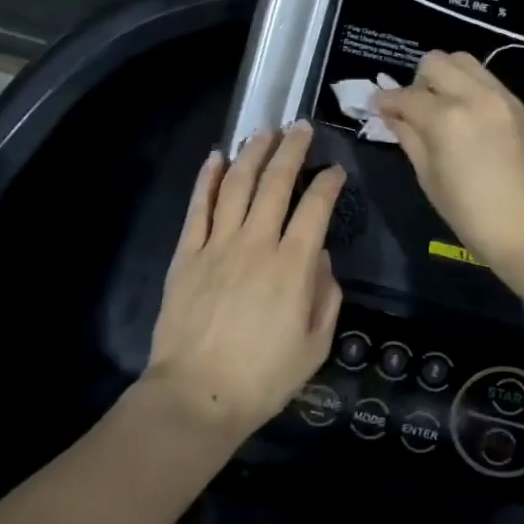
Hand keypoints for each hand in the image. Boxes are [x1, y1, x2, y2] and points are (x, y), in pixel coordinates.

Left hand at [145, 123, 345, 437]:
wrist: (196, 396)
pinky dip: (207, 179)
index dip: (328, 183)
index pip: (316, 207)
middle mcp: (257, 243)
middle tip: (300, 127)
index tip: (335, 169)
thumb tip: (321, 258)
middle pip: (276, 182)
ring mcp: (218, 244)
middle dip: (292, 150)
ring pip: (237, 185)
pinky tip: (216, 158)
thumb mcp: (315, 345)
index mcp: (292, 265)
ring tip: (263, 131)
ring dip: (252, 153)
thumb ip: (325, 296)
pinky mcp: (188, 254)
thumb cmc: (263, 377)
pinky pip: (198, 208)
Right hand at [372, 51, 523, 269]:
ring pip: (463, 61)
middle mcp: (474, 96)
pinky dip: (468, 87)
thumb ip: (410, 140)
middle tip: (414, 109)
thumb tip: (393, 117)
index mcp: (446, 119)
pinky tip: (467, 116)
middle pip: (435, 62)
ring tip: (442, 107)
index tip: (377, 107)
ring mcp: (501, 97)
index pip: (405, 96)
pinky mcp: (519, 105)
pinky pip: (486, 79)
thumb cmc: (474, 216)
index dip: (385, 101)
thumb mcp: (431, 181)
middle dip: (417, 82)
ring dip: (445, 77)